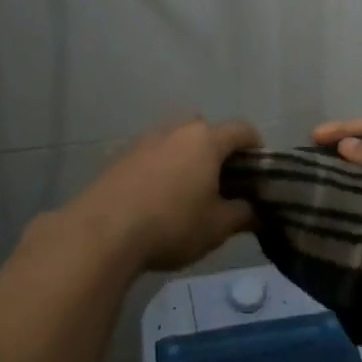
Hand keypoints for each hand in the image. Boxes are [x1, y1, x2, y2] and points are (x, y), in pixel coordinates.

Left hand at [60, 117, 261, 272]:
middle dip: (218, 151)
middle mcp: (176, 130)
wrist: (102, 232)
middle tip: (223, 182)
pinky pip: (152, 154)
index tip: (259, 171)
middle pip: (206, 130)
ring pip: (176, 140)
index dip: (256, 147)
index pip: (242, 129)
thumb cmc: (171, 224)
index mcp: (206, 140)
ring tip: (189, 191)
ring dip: (187, 158)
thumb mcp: (217, 227)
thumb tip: (258, 212)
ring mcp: (145, 140)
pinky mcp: (121, 155)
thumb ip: (243, 215)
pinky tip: (158, 198)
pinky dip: (162, 168)